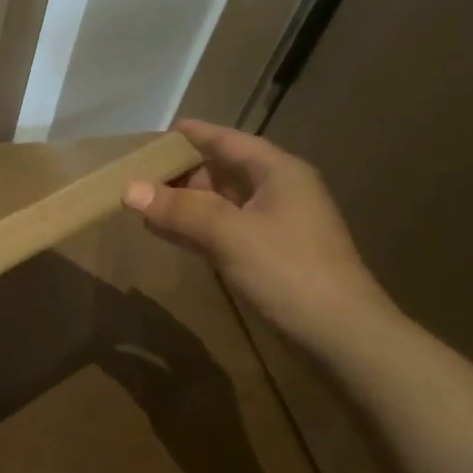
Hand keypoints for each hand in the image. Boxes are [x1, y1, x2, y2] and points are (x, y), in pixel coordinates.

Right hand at [123, 120, 394, 348]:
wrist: (343, 338)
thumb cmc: (289, 272)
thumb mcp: (229, 234)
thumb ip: (179, 210)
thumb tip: (128, 189)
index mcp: (277, 172)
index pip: (227, 141)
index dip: (192, 135)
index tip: (154, 135)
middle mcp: (278, 191)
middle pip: (222, 170)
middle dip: (181, 172)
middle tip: (136, 173)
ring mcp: (275, 226)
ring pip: (220, 203)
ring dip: (184, 203)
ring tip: (142, 202)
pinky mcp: (269, 256)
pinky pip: (223, 230)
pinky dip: (194, 228)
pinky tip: (166, 232)